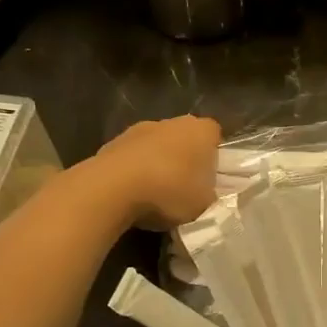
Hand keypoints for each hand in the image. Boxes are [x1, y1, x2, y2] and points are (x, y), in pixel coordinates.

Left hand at [90, 115, 220, 229]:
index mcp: (202, 130)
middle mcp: (172, 122)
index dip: (213, 157)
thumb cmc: (170, 191)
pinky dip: (134, 171)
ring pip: (156, 146)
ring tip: (154, 195)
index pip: (214, 136)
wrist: (112, 188)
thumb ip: (209, 195)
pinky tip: (132, 194)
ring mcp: (139, 129)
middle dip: (184, 158)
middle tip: (184, 188)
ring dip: (157, 164)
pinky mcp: (112, 142)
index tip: (208, 178)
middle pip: (183, 138)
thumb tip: (204, 193)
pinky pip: (132, 157)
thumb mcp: (204, 204)